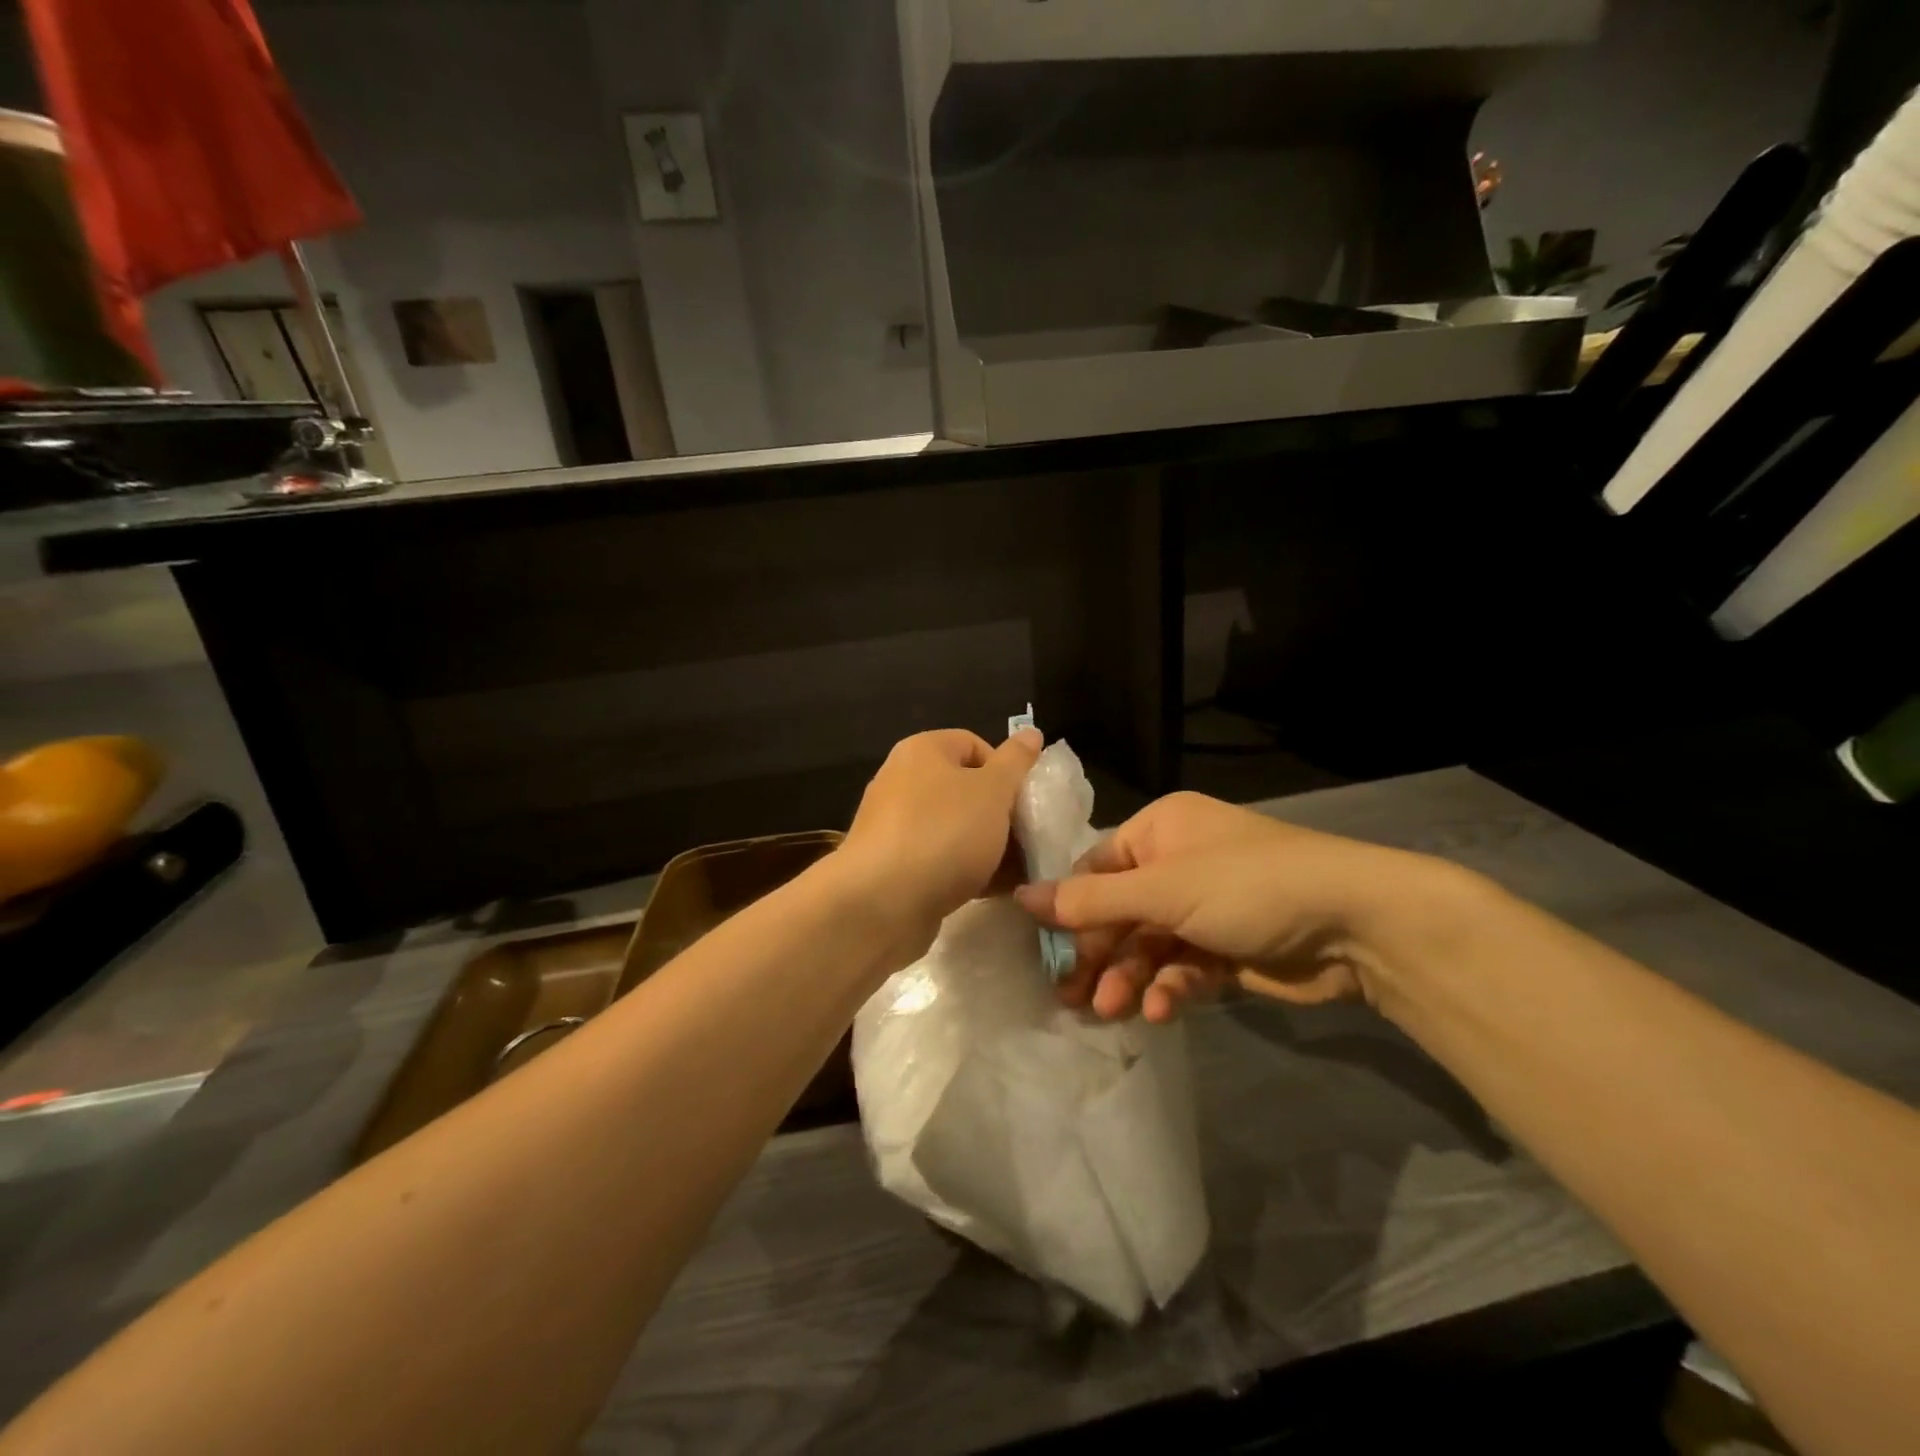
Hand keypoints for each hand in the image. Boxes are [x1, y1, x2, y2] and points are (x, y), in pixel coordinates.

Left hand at [841, 727, 1043, 944]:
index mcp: (922, 751)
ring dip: (988, 846)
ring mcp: (895, 826)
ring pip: (955, 828)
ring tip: (1018, 870)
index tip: (1024, 801)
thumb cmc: (944, 834)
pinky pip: (939, 859)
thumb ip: (1016, 762)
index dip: (1005, 769)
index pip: (973, 744)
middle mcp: (902, 781)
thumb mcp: (993, 791)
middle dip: (1000, 813)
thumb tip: (1031, 733)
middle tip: (1027, 838)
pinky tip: (993, 890)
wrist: (882, 904)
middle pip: (965, 789)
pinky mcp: (893, 866)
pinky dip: (966, 870)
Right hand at [1014, 791, 1466, 1022]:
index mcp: (1160, 830)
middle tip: (1069, 997)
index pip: (1096, 868)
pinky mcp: (1228, 950)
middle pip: (1120, 913)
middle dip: (1098, 955)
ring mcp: (1204, 908)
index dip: (1069, 909)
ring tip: (1113, 1011)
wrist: (1356, 925)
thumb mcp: (1162, 890)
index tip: (1044, 951)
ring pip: (1149, 946)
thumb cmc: (1246, 886)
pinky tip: (1160, 1010)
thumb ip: (1090, 900)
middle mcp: (1178, 863)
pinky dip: (1170, 988)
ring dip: (1129, 977)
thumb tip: (1021, 897)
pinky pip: (1183, 967)